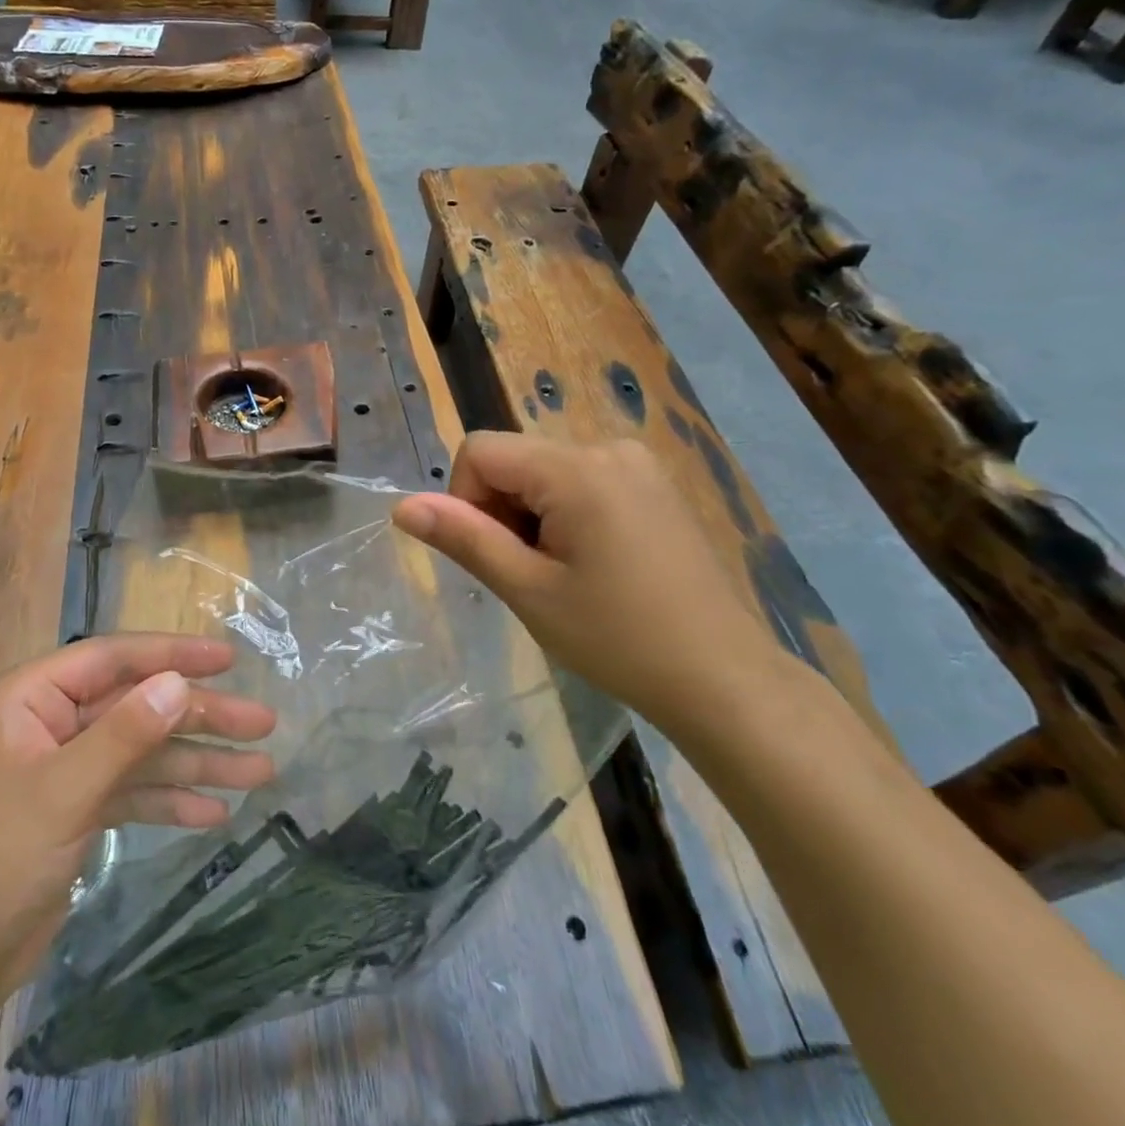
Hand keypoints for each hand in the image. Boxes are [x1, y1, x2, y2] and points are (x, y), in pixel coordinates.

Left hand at [0, 634, 276, 1005]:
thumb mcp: (62, 792)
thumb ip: (124, 734)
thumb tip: (179, 682)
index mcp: (30, 699)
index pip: (112, 659)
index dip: (172, 654)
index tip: (228, 659)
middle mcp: (48, 724)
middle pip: (138, 706)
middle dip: (200, 717)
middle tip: (262, 723)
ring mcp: (64, 769)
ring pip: (143, 752)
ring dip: (197, 762)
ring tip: (261, 772)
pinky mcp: (75, 811)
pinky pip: (133, 792)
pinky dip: (171, 800)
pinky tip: (214, 813)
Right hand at [390, 432, 806, 735]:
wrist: (723, 678)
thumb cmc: (617, 638)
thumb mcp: (528, 590)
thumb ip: (464, 538)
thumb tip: (402, 506)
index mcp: (576, 469)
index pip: (480, 450)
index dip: (466, 499)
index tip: (496, 555)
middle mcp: (608, 448)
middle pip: (514, 459)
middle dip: (503, 510)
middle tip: (532, 575)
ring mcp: (638, 464)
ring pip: (545, 472)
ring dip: (533, 515)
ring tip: (565, 575)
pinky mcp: (654, 485)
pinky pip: (582, 480)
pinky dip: (566, 514)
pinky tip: (595, 564)